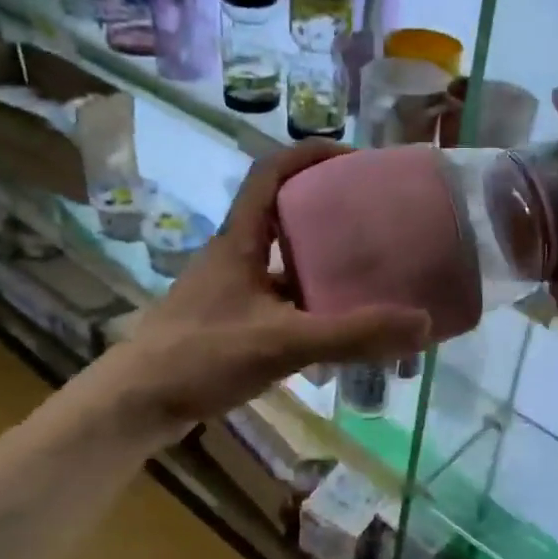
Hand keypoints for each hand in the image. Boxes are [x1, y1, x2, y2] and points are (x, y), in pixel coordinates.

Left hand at [99, 143, 431, 430]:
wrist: (136, 404)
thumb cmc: (201, 357)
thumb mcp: (283, 342)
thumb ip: (351, 335)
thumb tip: (421, 322)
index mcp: (240, 241)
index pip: (271, 172)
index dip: (310, 154)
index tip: (354, 158)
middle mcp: (234, 255)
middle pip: (282, 212)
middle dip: (326, 207)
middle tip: (374, 217)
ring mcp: (229, 289)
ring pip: (281, 259)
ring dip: (319, 258)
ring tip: (366, 269)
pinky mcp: (229, 320)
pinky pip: (278, 296)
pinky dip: (308, 301)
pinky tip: (334, 324)